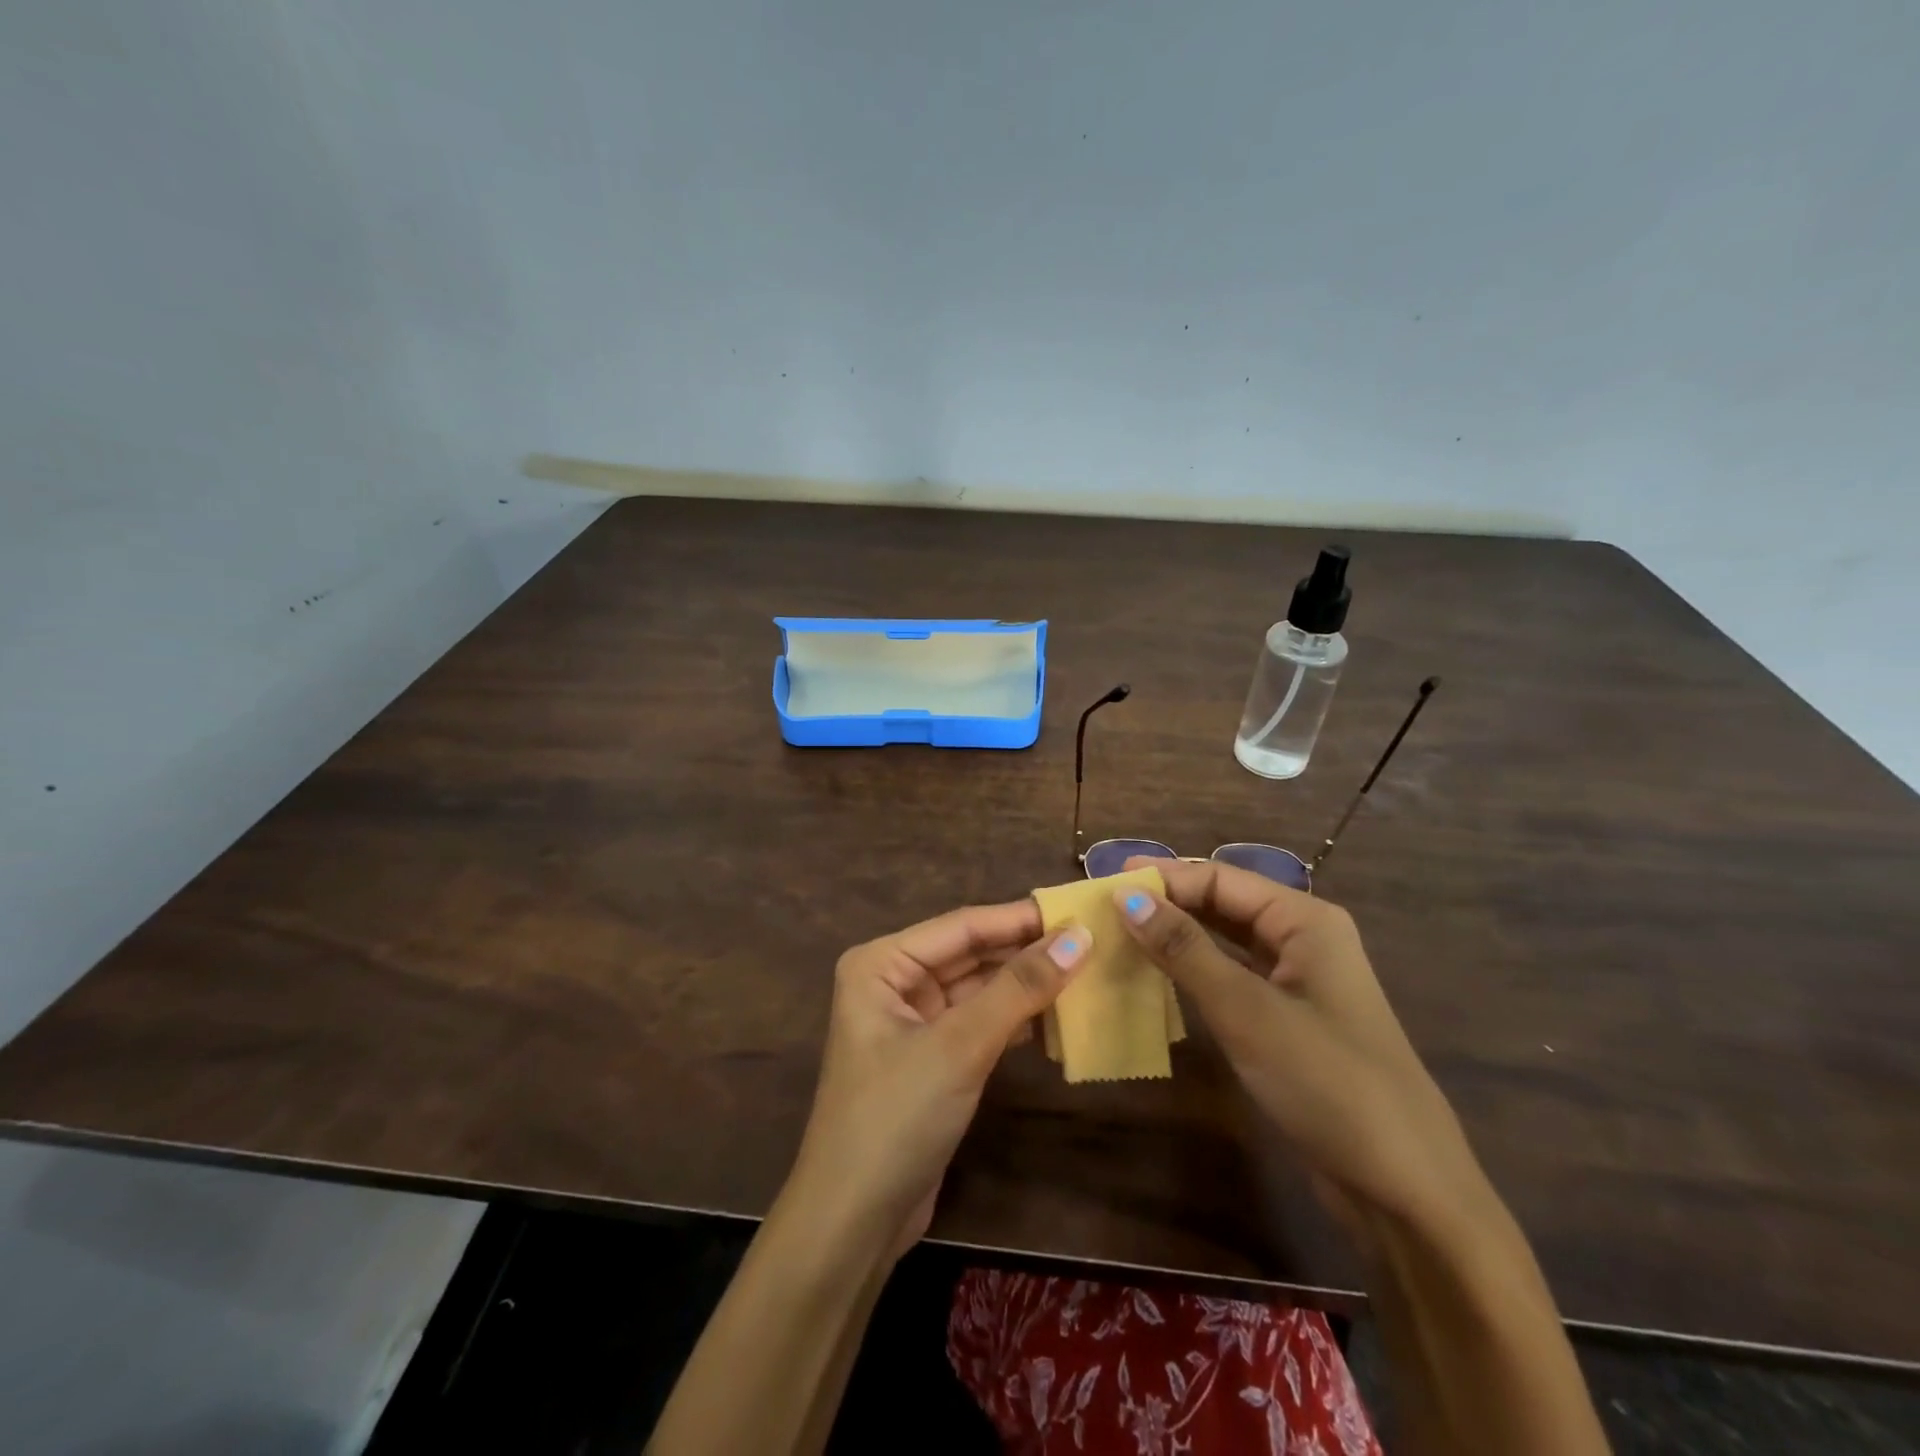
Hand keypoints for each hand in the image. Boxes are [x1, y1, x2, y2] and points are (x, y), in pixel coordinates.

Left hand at [786, 901, 1090, 1255]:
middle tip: (1092, 941)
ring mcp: (913, 1021)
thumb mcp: (960, 1046)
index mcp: (882, 962)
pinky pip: (980, 1023)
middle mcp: (894, 982)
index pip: (963, 926)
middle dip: (1026, 951)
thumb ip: (1019, 988)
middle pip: (971, 954)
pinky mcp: (932, 1058)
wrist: (853, 1224)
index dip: (1021, 918)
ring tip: (1087, 973)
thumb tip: (1079, 937)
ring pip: (979, 989)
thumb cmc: (896, 1117)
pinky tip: (1059, 1018)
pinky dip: (1016, 1020)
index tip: (1080, 910)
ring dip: (1026, 986)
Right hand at [1116, 856, 1482, 1224]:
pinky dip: (1193, 971)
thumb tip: (1125, 897)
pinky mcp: (1287, 1019)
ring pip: (1225, 940)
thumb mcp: (1247, 1011)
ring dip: (1176, 935)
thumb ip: (1184, 949)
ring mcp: (1297, 981)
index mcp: (1305, 920)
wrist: (1405, 1191)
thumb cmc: (1328, 1083)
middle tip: (1103, 906)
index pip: (1219, 878)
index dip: (1162, 878)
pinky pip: (1232, 977)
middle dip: (1167, 901)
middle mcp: (1303, 938)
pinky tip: (1156, 976)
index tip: (1103, 884)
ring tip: (1119, 934)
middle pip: (1223, 903)